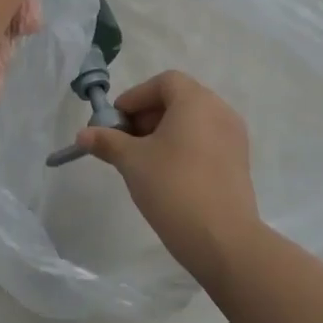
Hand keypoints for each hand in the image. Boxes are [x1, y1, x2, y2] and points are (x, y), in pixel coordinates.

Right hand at [79, 72, 264, 292]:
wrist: (223, 240)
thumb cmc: (173, 187)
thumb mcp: (132, 162)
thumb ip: (107, 142)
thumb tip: (83, 135)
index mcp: (196, 101)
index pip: (164, 82)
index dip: (136, 97)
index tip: (116, 121)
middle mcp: (220, 111)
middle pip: (179, 99)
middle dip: (148, 115)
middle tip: (125, 141)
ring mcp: (234, 138)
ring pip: (193, 122)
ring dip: (165, 132)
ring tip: (143, 160)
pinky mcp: (239, 163)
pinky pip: (206, 141)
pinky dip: (184, 146)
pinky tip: (167, 174)